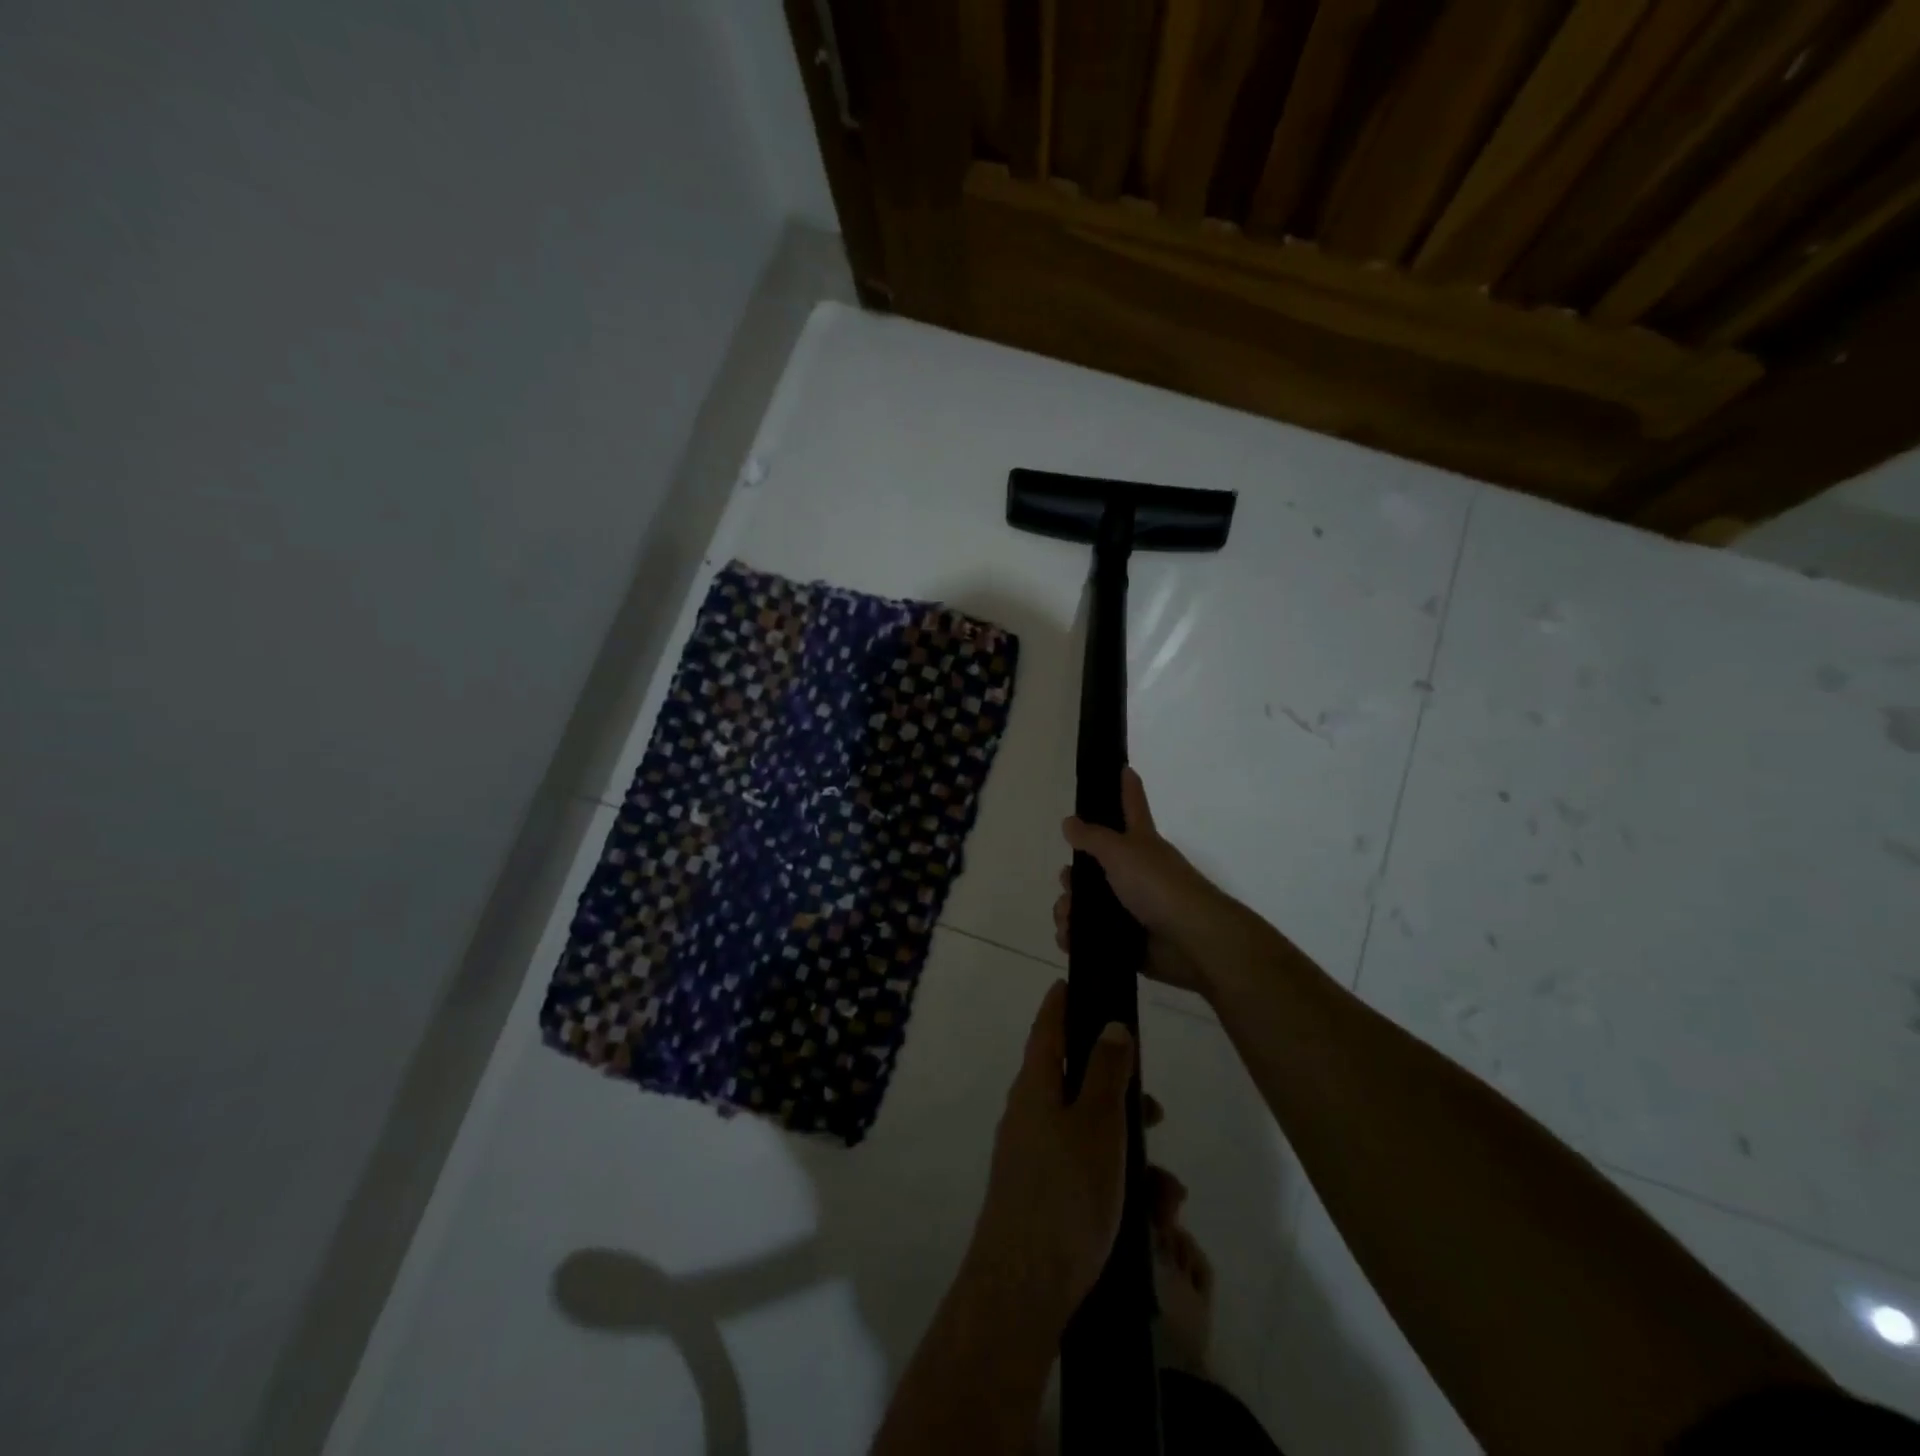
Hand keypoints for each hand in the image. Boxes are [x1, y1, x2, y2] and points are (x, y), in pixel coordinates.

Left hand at [966, 980, 1137, 1329]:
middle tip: (1153, 1107)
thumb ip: (1105, 1071)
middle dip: (1119, 1092)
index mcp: (1035, 1086)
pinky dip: (1119, 1183)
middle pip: (1075, 1082)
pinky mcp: (1044, 1195)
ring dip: (1130, 1151)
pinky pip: (1087, 1173)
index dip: (1061, 1002)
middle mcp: (1029, 1114)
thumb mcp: (1097, 1125)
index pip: (1046, 1028)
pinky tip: (1152, 1217)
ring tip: (1167, 1190)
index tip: (1076, 981)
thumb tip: (1109, 1023)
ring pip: (1090, 1134)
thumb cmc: (1065, 1195)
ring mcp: (1033, 1156)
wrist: (1023, 1290)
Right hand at [1053, 768, 1235, 996]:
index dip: (1126, 787)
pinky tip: (1069, 937)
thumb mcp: (1121, 852)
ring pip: (1088, 902)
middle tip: (1068, 882)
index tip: (1124, 767)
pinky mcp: (1127, 940)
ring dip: (1069, 909)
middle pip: (1095, 864)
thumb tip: (1069, 822)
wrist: (1192, 941)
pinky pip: (1092, 935)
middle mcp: (1135, 872)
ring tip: (1067, 918)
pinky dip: (1076, 936)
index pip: (1132, 805)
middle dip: (1073, 874)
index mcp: (1139, 842)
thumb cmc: (1159, 886)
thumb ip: (1092, 837)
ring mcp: (1131, 907)